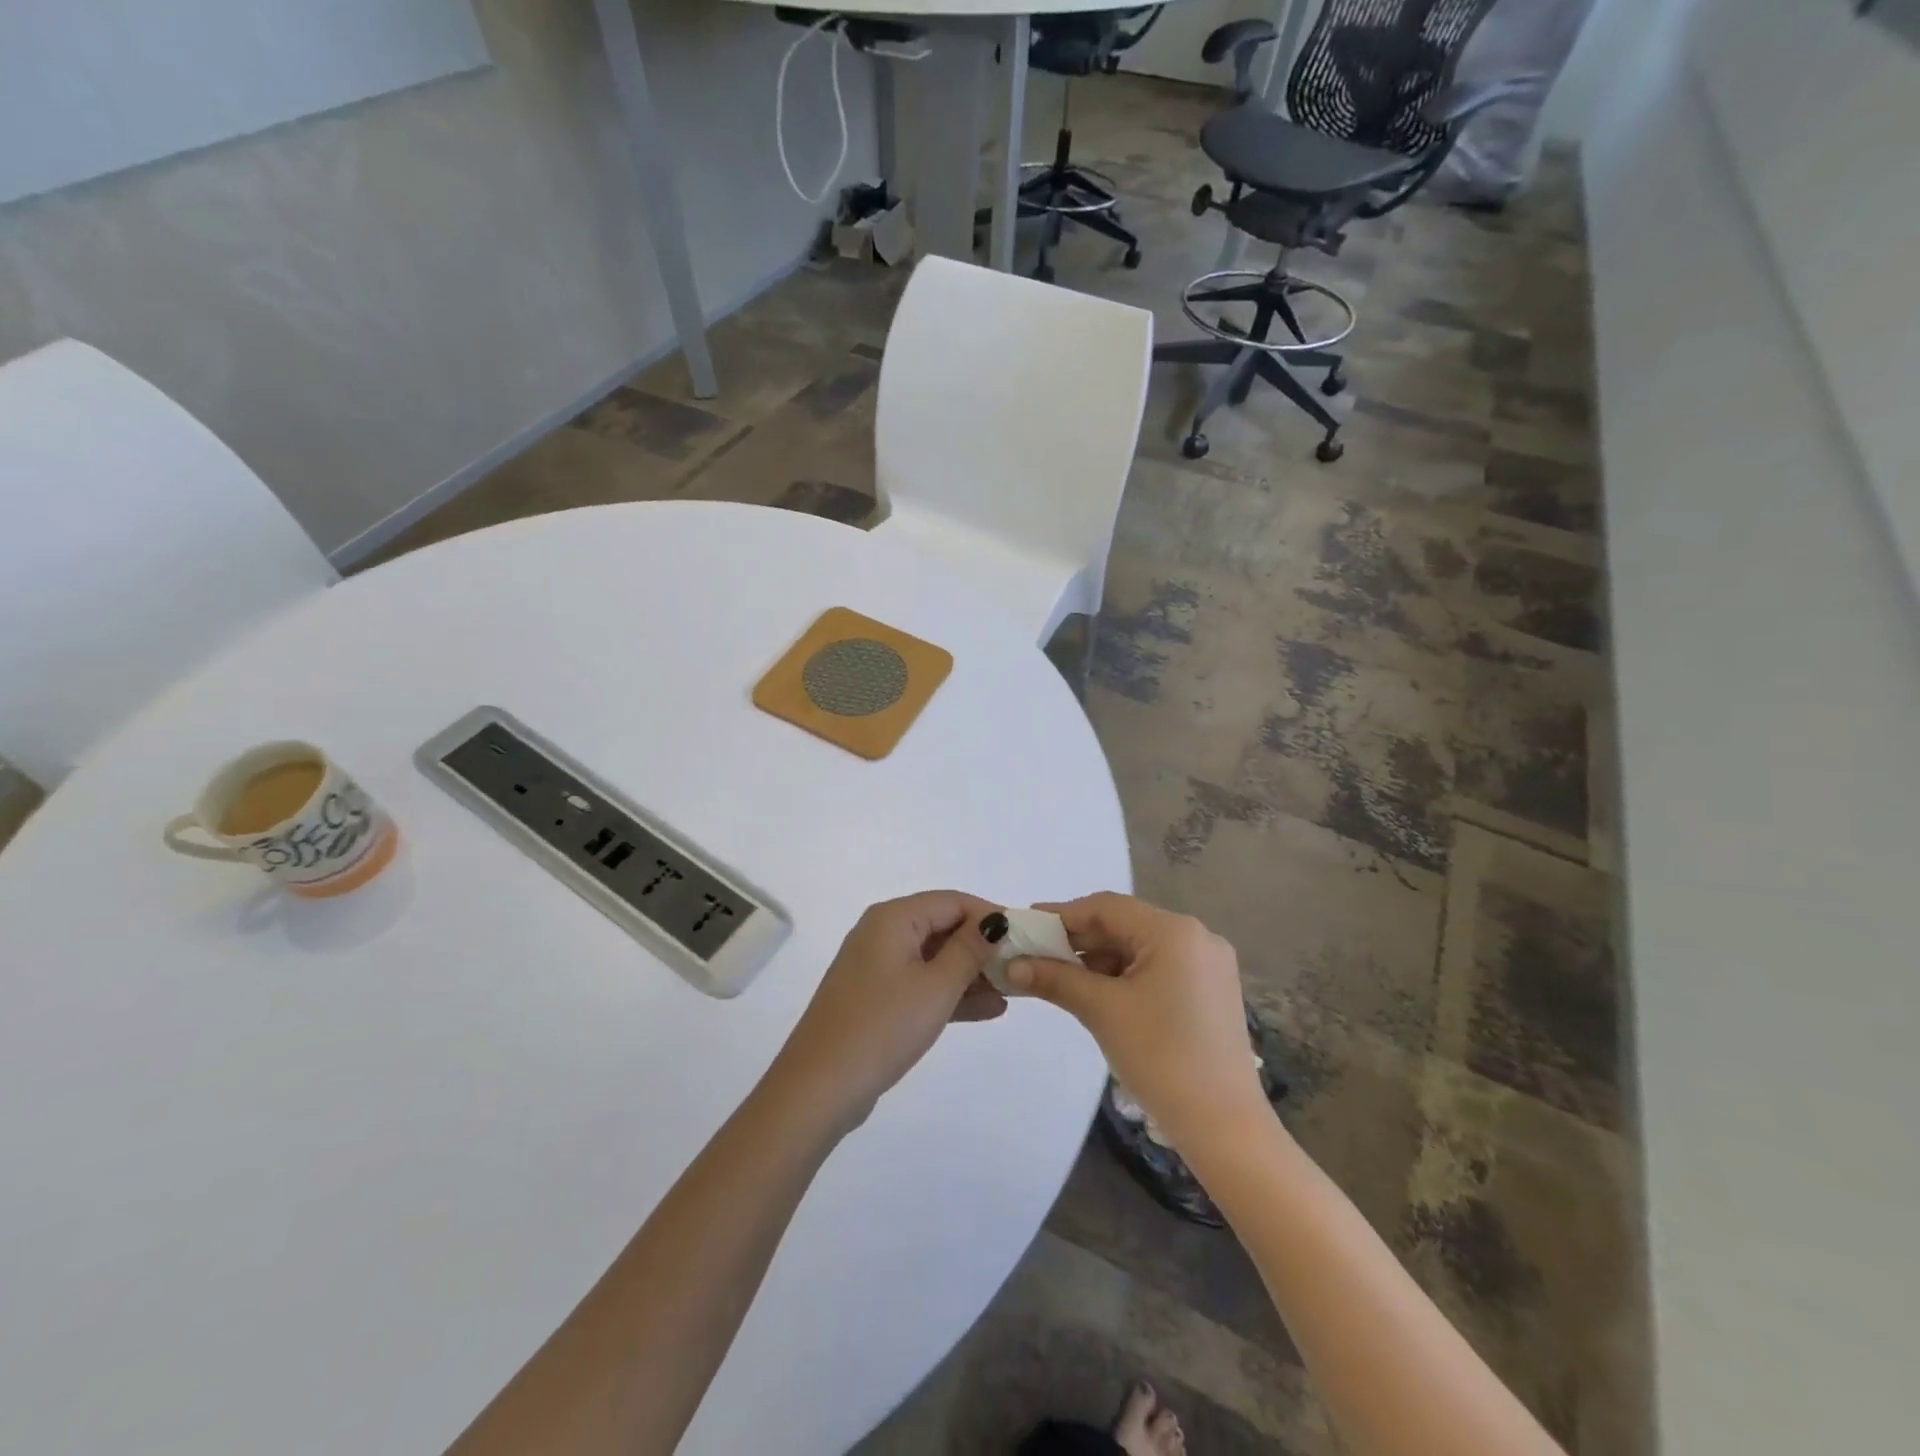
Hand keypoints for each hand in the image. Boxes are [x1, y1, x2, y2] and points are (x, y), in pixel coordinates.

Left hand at [766, 891, 1004, 1132]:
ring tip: (1013, 991)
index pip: (953, 901)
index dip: (991, 916)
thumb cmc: (883, 1026)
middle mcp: (883, 933)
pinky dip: (951, 993)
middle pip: (943, 927)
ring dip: (972, 973)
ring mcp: (878, 967)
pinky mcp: (877, 998)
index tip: (1027, 936)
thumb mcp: (936, 986)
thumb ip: (970, 950)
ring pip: (935, 958)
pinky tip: (989, 1010)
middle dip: (983, 947)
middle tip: (1023, 967)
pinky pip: (922, 983)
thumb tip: (995, 920)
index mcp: (893, 918)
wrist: (820, 1087)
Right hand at [1006, 892, 1265, 1148]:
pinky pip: (1158, 968)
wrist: (1224, 1127)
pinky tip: (1097, 994)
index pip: (1107, 907)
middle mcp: (1197, 936)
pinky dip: (1125, 976)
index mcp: (1175, 931)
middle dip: (1079, 941)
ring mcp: (1208, 965)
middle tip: (1036, 955)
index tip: (1026, 926)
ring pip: (1139, 948)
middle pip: (1124, 925)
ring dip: (1099, 960)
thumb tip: (1012, 965)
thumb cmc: (1160, 1057)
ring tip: (1061, 980)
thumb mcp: (1101, 1011)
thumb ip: (1055, 979)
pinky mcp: (1210, 991)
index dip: (1062, 915)